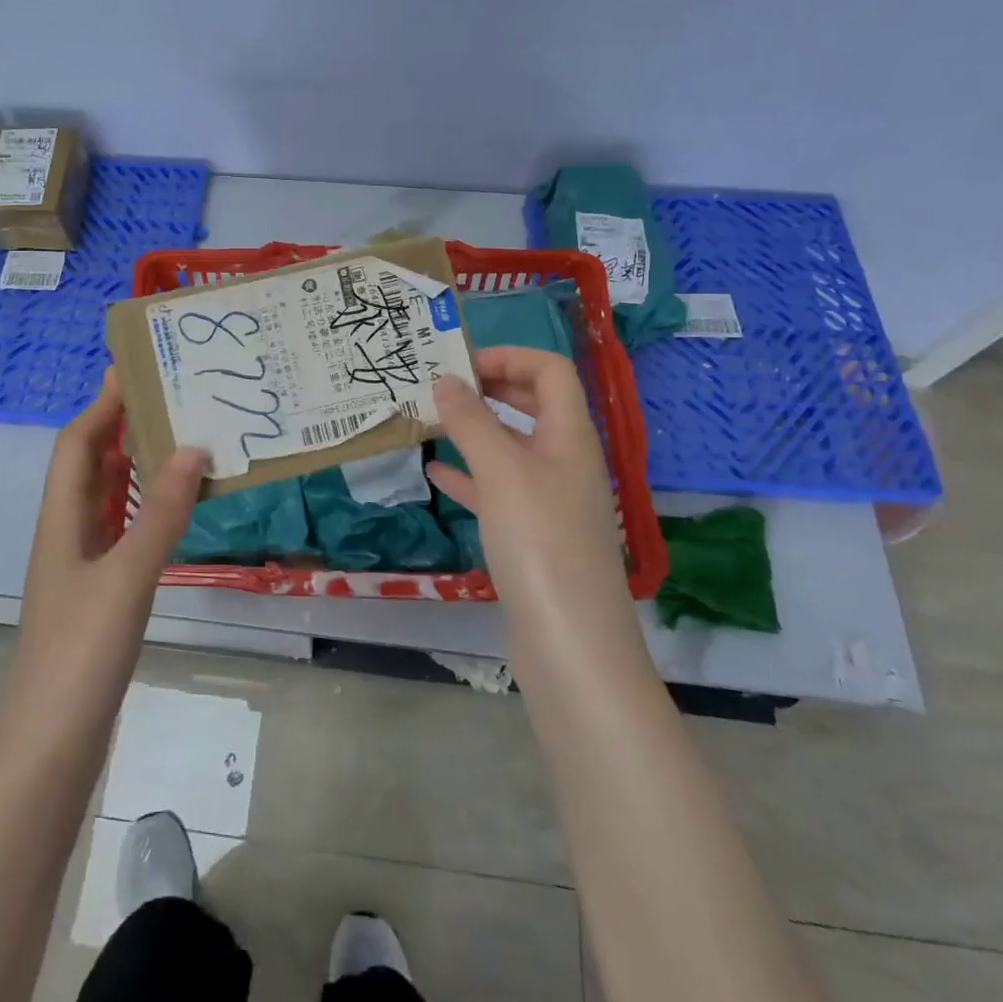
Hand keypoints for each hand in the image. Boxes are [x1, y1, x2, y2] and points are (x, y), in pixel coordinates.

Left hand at [12, 369, 205, 718]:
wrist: (51, 744)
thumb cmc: (81, 653)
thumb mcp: (127, 577)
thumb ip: (160, 513)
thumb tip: (191, 448)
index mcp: (62, 521)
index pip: (77, 444)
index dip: (102, 406)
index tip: (134, 370)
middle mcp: (68, 534)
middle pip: (90, 465)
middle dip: (121, 427)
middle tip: (169, 398)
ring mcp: (83, 566)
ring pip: (108, 498)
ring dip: (136, 466)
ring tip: (180, 439)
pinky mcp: (100, 594)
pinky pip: (124, 531)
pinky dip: (146, 508)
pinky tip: (176, 509)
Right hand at [427, 347, 646, 677]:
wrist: (570, 645)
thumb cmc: (540, 543)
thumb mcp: (502, 471)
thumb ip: (471, 421)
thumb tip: (444, 378)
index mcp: (571, 435)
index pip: (550, 370)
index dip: (508, 356)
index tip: (458, 364)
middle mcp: (567, 461)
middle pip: (533, 404)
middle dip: (490, 388)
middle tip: (441, 386)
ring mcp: (552, 500)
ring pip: (513, 448)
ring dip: (476, 430)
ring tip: (431, 422)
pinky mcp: (533, 536)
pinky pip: (499, 490)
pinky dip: (470, 476)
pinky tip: (437, 475)